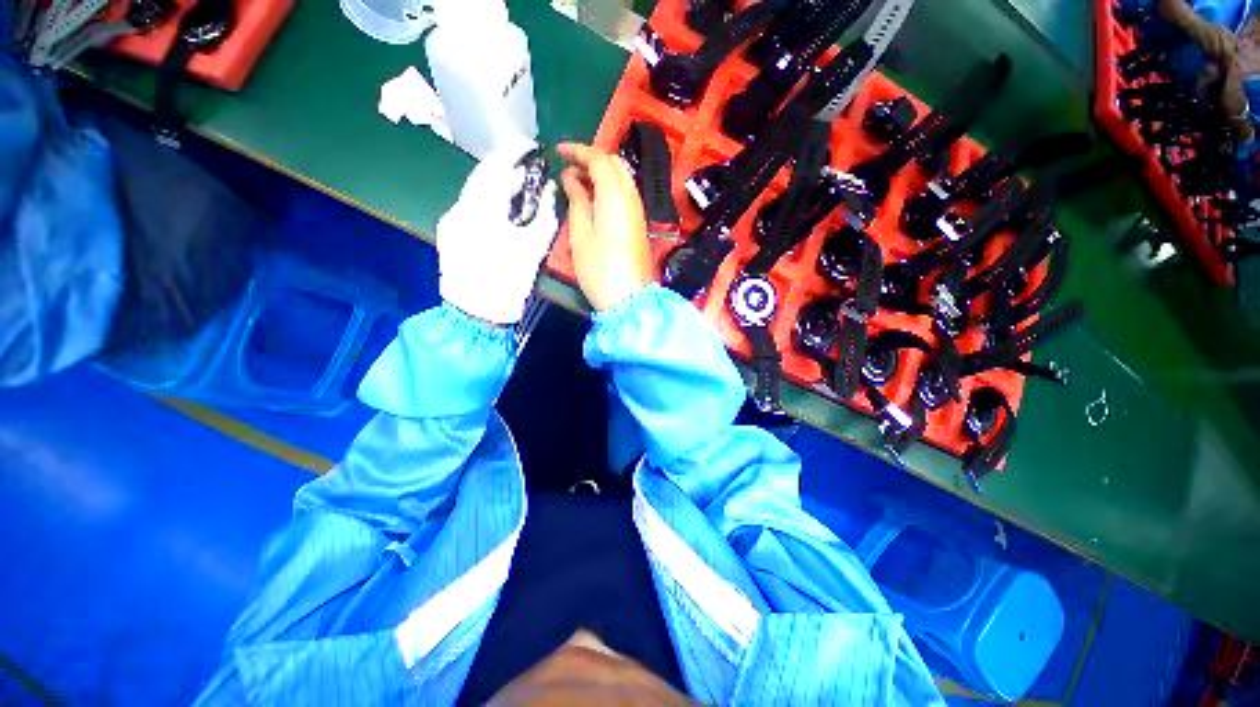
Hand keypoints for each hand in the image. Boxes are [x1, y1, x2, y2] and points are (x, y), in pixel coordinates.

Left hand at [437, 139, 558, 324]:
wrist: (477, 314)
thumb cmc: (508, 282)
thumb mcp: (532, 249)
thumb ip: (543, 215)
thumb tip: (549, 191)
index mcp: (479, 211)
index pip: (494, 168)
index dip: (512, 153)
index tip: (530, 146)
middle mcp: (458, 209)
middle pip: (481, 177)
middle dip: (505, 169)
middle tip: (529, 168)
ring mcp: (450, 221)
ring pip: (475, 192)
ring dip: (497, 186)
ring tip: (520, 188)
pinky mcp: (450, 234)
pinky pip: (471, 207)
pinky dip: (489, 202)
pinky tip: (504, 211)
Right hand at [558, 142, 653, 310]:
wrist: (629, 299)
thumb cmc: (599, 269)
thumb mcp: (581, 234)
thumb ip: (578, 201)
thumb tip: (571, 178)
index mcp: (615, 195)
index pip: (599, 159)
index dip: (578, 151)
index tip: (558, 152)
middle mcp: (632, 197)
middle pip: (615, 164)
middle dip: (591, 159)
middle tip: (569, 167)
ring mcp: (639, 212)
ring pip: (622, 179)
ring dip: (601, 174)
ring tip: (578, 183)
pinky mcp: (639, 225)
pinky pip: (625, 195)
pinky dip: (610, 189)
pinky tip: (594, 200)